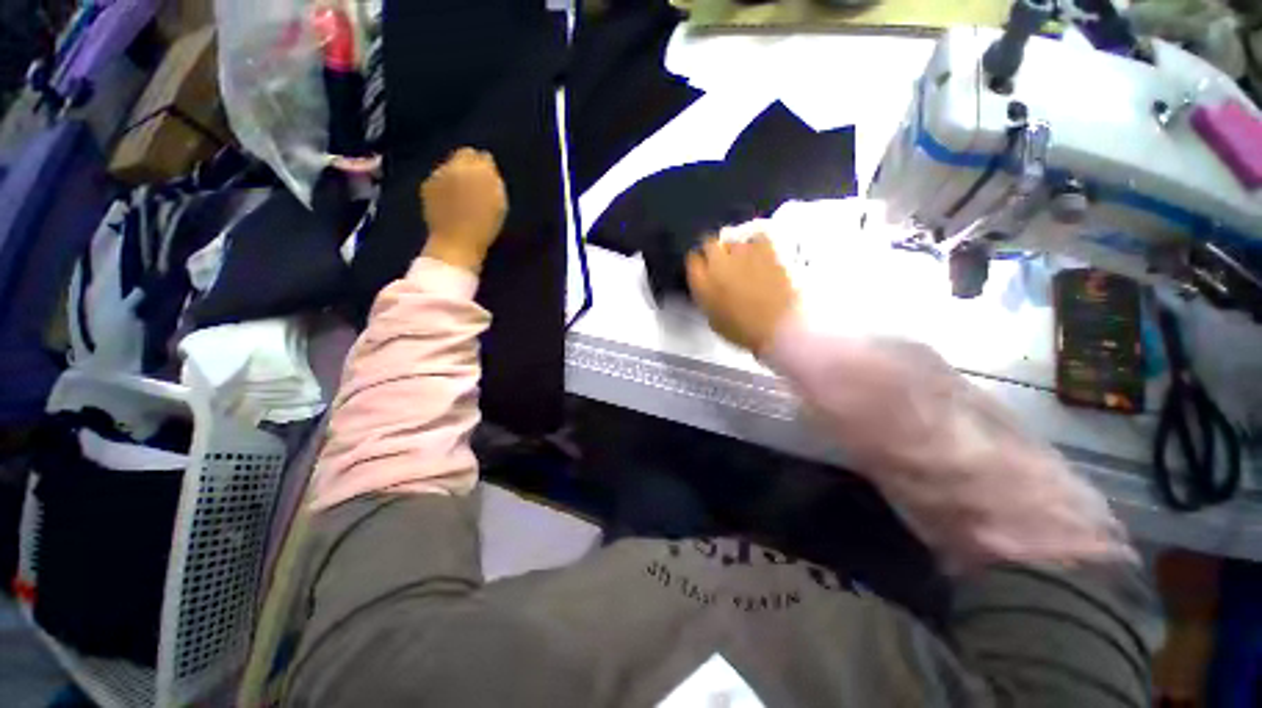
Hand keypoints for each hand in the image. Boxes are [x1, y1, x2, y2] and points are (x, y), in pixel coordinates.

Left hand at [420, 148, 507, 272]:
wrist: (456, 243)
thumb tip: (487, 163)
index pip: (481, 156)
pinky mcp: (426, 187)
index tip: (490, 179)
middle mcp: (453, 165)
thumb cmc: (485, 225)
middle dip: (469, 166)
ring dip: (455, 176)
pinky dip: (444, 186)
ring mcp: (437, 174)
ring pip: (449, 167)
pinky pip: (438, 179)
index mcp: (476, 168)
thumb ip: (494, 179)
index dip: (486, 166)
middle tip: (476, 185)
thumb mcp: (499, 202)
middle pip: (463, 156)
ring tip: (463, 195)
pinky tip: (450, 202)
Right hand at [686, 233, 796, 353]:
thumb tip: (709, 287)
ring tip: (743, 261)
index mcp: (701, 283)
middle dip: (713, 251)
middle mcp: (717, 263)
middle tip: (721, 263)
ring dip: (734, 249)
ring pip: (733, 240)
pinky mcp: (765, 250)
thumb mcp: (714, 319)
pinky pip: (757, 237)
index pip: (692, 260)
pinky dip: (756, 243)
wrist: (776, 328)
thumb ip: (707, 297)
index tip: (703, 269)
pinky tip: (759, 254)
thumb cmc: (742, 331)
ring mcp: (742, 254)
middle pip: (709, 243)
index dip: (698, 264)